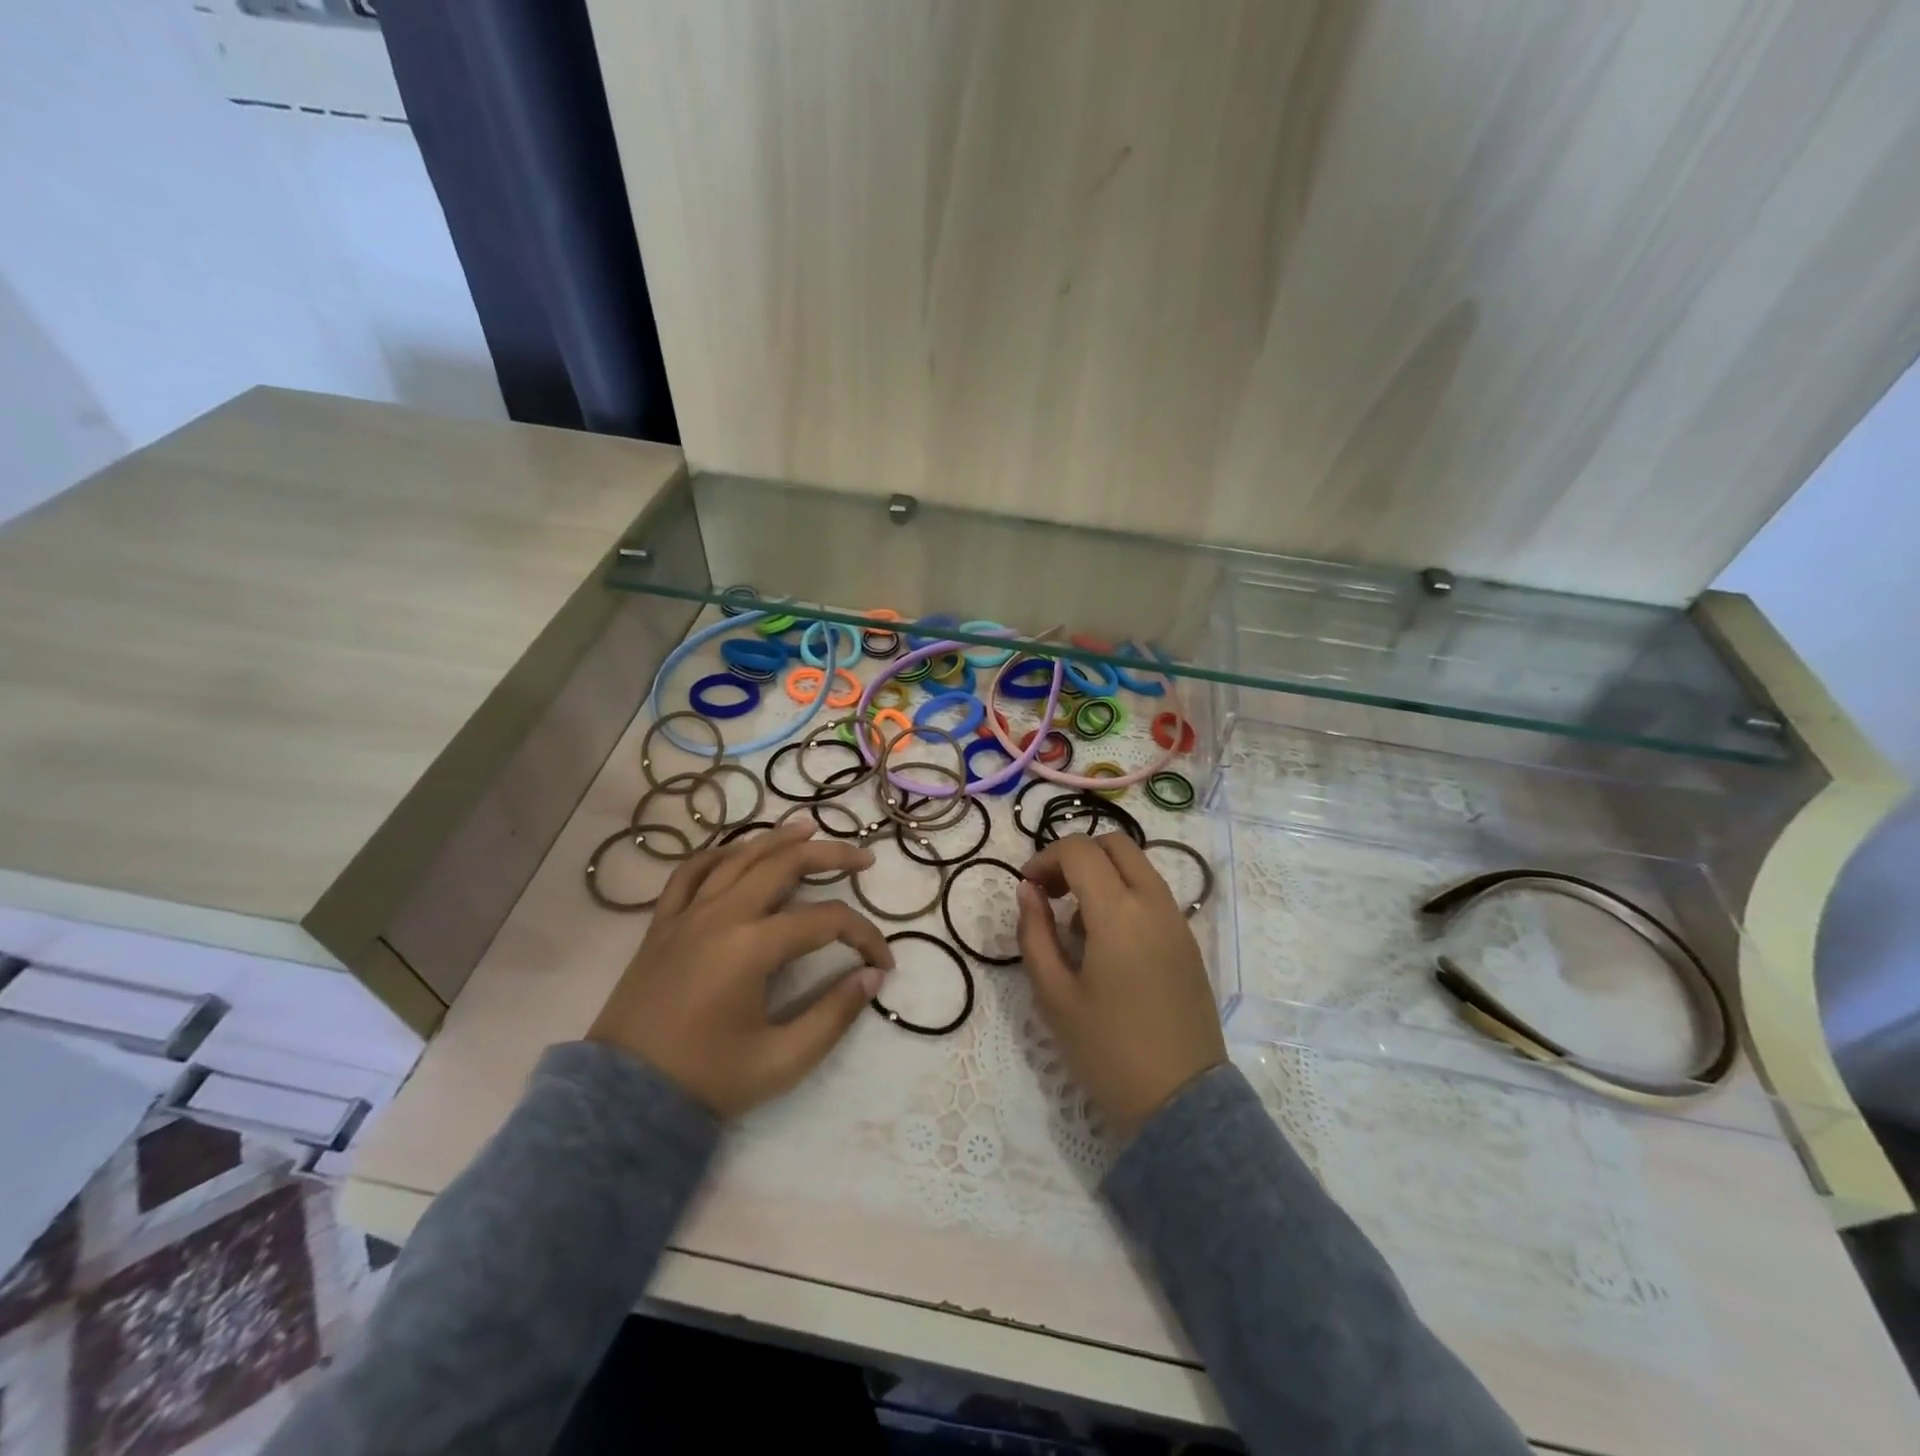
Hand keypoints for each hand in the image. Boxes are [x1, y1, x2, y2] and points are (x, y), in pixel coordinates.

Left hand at [589, 820, 894, 1118]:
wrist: (623, 1100)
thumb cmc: (706, 1080)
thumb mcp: (781, 1060)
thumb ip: (833, 1016)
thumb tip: (872, 978)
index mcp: (751, 947)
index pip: (826, 921)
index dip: (863, 935)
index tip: (882, 963)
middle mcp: (721, 916)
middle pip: (784, 864)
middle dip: (830, 855)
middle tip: (863, 857)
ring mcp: (687, 914)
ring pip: (738, 856)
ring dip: (778, 838)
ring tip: (809, 827)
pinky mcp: (662, 924)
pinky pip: (691, 873)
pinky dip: (719, 854)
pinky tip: (738, 851)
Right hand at [1016, 832, 1225, 1141]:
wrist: (1181, 1102)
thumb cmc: (1107, 1051)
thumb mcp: (1054, 995)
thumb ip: (1034, 933)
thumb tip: (1028, 890)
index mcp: (1119, 912)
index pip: (1079, 851)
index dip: (1045, 858)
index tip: (1026, 887)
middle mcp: (1154, 903)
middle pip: (1114, 844)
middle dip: (1075, 856)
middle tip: (1050, 893)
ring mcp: (1178, 921)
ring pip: (1137, 866)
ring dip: (1101, 874)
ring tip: (1075, 924)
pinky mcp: (1188, 941)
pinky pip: (1153, 894)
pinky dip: (1124, 893)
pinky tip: (1106, 942)